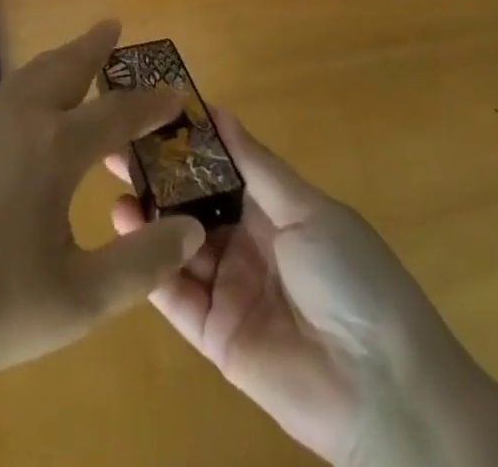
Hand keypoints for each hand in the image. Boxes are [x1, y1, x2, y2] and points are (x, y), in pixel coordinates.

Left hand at [0, 20, 205, 389]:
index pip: (117, 113)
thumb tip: (192, 229)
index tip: (177, 91)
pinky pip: (8, 89)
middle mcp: (21, 117)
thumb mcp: (79, 299)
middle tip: (114, 27)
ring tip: (80, 52)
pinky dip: (34, 79)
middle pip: (67, 66)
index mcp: (55, 147)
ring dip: (62, 59)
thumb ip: (142, 264)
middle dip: (95, 46)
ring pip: (32, 72)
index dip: (151, 103)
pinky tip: (32, 101)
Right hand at [108, 110, 460, 465]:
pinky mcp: (215, 335)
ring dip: (148, 216)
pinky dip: (150, 263)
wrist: (381, 387)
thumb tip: (216, 110)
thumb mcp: (306, 209)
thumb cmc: (351, 277)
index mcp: (274, 209)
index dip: (187, 142)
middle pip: (193, 203)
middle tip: (116, 145)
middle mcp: (247, 243)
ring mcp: (230, 289)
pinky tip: (125, 229)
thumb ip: (256, 165)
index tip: (150, 111)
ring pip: (179, 244)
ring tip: (116, 184)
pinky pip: (177, 294)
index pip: (220, 166)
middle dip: (158, 175)